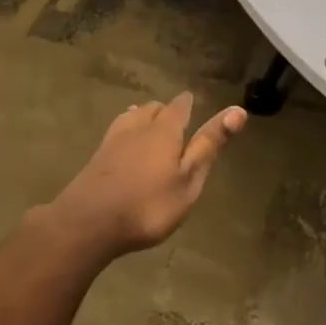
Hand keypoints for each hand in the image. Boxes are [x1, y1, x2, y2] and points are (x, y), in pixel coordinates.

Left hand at [42, 93, 246, 255]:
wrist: (87, 224)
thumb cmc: (148, 205)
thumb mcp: (188, 180)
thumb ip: (209, 146)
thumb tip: (238, 109)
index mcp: (165, 131)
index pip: (179, 107)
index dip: (188, 103)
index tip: (192, 100)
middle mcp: (138, 128)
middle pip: (153, 109)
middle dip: (165, 110)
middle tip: (174, 118)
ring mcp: (113, 141)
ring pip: (131, 117)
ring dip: (143, 117)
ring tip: (149, 124)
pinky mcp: (96, 158)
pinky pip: (115, 133)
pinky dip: (125, 132)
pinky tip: (123, 144)